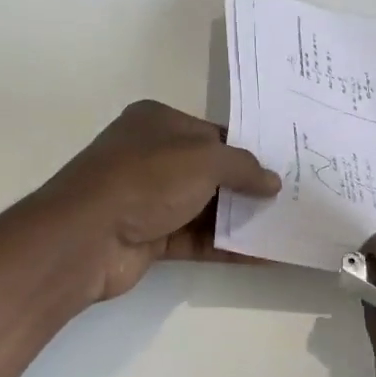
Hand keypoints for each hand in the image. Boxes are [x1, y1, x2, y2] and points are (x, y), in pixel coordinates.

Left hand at [39, 100, 280, 304]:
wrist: (87, 236)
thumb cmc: (147, 179)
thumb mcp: (204, 159)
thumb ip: (243, 167)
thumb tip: (273, 181)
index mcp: (157, 122)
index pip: (212, 133)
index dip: (246, 149)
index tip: (281, 166)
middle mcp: (151, 155)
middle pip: (209, 170)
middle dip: (246, 186)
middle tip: (289, 198)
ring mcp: (147, 198)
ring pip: (203, 206)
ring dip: (239, 218)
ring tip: (283, 227)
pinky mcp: (148, 237)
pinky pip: (195, 238)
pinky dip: (225, 245)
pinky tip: (262, 254)